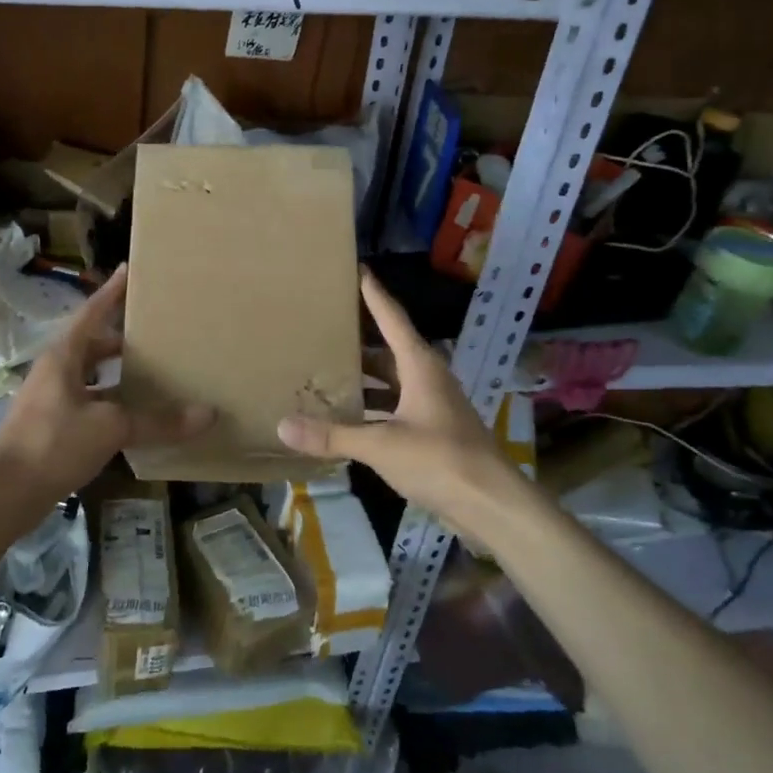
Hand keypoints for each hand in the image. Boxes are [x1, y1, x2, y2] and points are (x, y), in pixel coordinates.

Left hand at [0, 265, 211, 501]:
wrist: (4, 494)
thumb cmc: (52, 444)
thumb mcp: (110, 428)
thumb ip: (158, 421)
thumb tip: (207, 414)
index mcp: (64, 356)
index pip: (93, 312)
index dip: (112, 291)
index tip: (131, 270)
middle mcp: (56, 371)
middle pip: (93, 343)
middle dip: (123, 336)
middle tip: (158, 330)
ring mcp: (52, 399)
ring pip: (92, 375)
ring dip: (118, 372)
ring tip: (155, 370)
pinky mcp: (53, 426)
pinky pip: (90, 402)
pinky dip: (112, 403)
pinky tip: (136, 415)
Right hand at [278, 269, 526, 542]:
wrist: (489, 503)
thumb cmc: (440, 459)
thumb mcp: (381, 445)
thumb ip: (332, 435)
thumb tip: (282, 426)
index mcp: (420, 367)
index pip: (392, 319)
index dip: (374, 294)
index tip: (357, 269)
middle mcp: (427, 379)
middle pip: (388, 349)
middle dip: (359, 338)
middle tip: (325, 323)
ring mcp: (431, 406)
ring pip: (391, 381)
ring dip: (363, 377)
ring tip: (326, 367)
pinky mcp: (431, 432)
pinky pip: (394, 407)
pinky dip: (371, 408)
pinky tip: (346, 414)